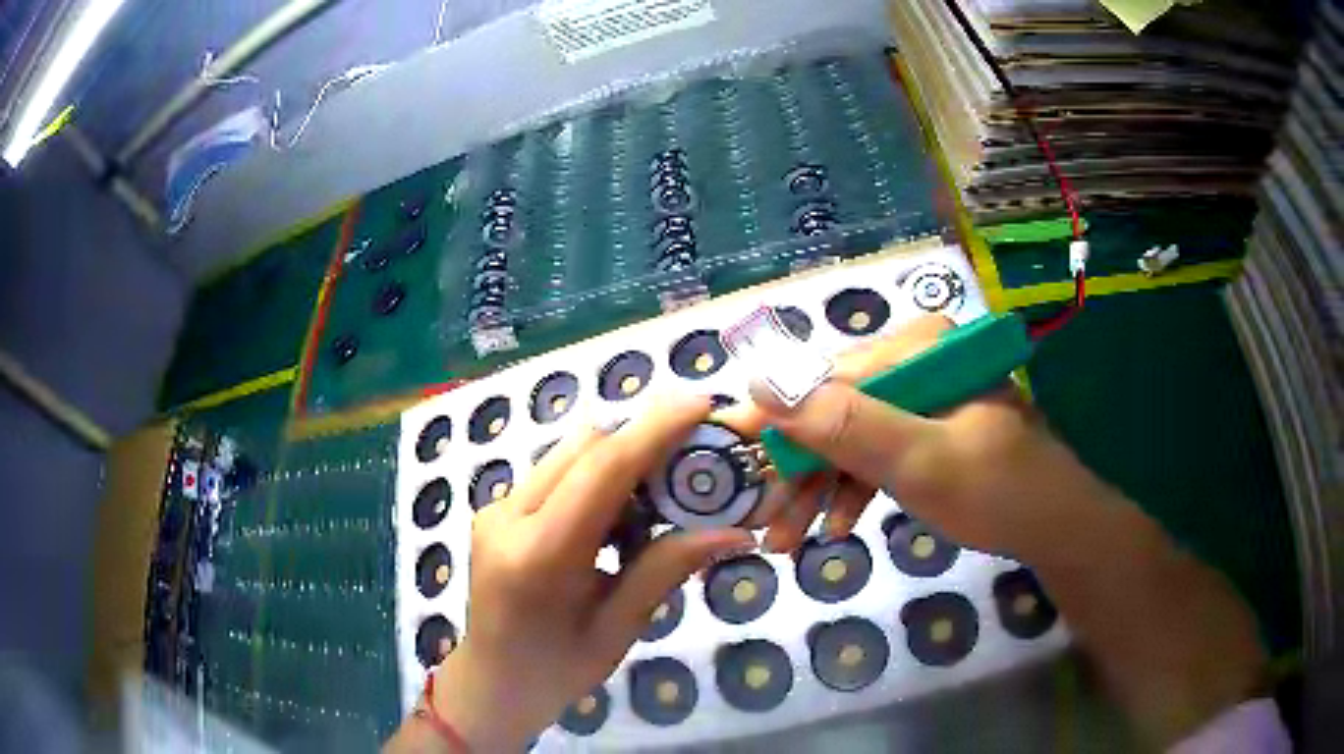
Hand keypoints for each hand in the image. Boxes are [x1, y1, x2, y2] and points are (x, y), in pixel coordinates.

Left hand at [404, 395, 754, 751]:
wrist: (490, 683)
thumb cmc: (557, 670)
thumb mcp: (619, 628)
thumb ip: (667, 568)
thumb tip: (734, 532)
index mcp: (540, 554)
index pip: (603, 471)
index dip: (655, 430)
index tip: (701, 405)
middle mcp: (508, 516)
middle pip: (584, 448)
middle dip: (641, 447)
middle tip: (689, 473)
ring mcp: (496, 508)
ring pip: (568, 454)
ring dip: (617, 465)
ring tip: (648, 514)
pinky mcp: (496, 509)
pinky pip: (554, 473)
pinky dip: (593, 482)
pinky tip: (611, 526)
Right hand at [720, 314, 1101, 560]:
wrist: (1057, 530)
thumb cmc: (999, 492)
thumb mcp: (922, 463)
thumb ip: (848, 425)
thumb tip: (763, 383)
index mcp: (921, 350)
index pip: (830, 376)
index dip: (779, 417)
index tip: (730, 450)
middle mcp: (918, 363)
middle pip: (837, 410)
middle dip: (800, 471)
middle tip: (765, 521)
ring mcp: (924, 399)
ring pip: (853, 438)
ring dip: (820, 489)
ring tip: (789, 540)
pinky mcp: (929, 432)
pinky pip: (877, 455)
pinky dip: (854, 490)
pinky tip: (839, 526)